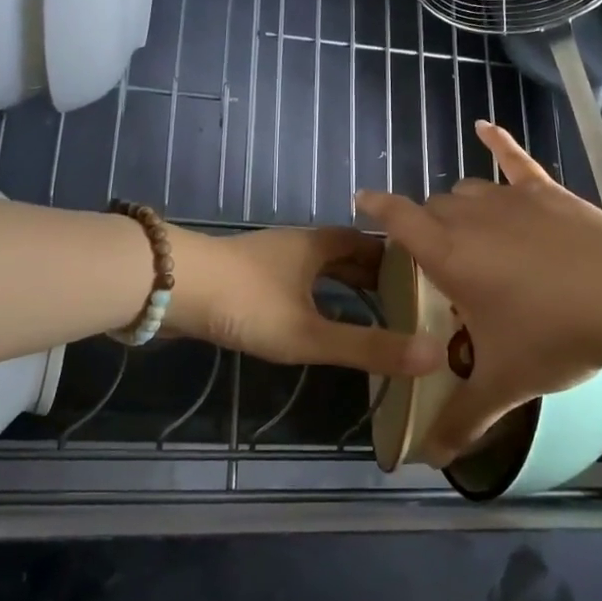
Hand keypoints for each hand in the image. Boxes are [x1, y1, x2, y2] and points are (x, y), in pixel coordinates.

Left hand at [165, 224, 444, 376]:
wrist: (169, 287)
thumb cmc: (247, 302)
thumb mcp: (310, 332)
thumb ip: (368, 346)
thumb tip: (433, 355)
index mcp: (319, 246)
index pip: (370, 245)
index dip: (397, 261)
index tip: (423, 283)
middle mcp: (297, 245)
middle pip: (344, 254)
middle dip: (372, 276)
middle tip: (403, 304)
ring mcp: (267, 259)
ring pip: (316, 268)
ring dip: (341, 285)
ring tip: (366, 314)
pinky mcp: (243, 276)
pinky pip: (293, 282)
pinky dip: (313, 296)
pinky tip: (311, 318)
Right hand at [356, 120, 601, 462]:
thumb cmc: (555, 336)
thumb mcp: (505, 382)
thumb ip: (463, 418)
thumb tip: (431, 461)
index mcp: (448, 254)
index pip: (398, 219)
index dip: (377, 207)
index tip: (362, 198)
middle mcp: (472, 217)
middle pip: (434, 207)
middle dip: (427, 225)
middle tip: (436, 259)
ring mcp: (512, 199)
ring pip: (469, 189)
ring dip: (459, 204)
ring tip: (466, 228)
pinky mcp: (548, 192)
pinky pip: (516, 159)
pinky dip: (499, 142)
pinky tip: (485, 127)